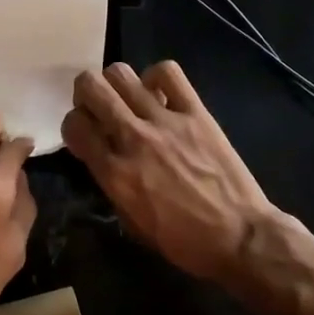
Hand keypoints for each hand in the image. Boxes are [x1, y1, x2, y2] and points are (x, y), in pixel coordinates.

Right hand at [62, 61, 282, 286]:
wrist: (239, 238)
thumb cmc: (183, 241)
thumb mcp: (132, 222)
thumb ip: (111, 183)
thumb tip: (103, 157)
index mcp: (114, 173)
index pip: (74, 125)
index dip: (73, 126)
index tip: (85, 133)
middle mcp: (133, 139)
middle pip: (91, 88)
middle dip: (86, 93)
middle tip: (98, 107)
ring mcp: (165, 122)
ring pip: (122, 74)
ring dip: (116, 83)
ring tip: (127, 98)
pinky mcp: (196, 113)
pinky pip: (168, 73)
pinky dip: (157, 77)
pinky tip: (160, 93)